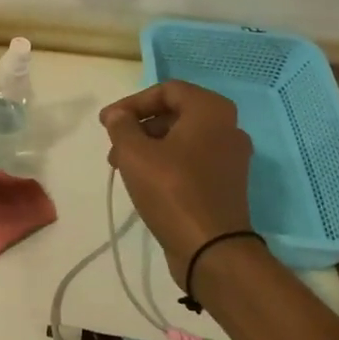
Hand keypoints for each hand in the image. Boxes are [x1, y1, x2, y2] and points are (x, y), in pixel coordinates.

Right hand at [99, 80, 254, 292]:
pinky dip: (166, 162)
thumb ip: (121, 126)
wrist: (212, 249)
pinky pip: (192, 160)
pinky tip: (143, 181)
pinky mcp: (226, 183)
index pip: (166, 90)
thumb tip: (117, 115)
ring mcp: (230, 158)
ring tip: (121, 166)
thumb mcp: (134, 153)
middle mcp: (227, 128)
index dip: (132, 102)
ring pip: (182, 138)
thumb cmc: (172, 190)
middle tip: (113, 144)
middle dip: (139, 126)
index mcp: (211, 111)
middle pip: (175, 113)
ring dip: (148, 145)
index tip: (107, 122)